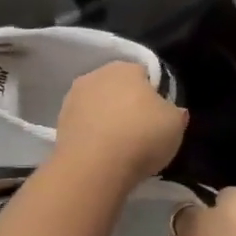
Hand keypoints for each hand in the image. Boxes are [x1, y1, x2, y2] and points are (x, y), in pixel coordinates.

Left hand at [52, 60, 187, 184]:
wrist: (94, 167)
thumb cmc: (142, 137)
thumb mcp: (176, 124)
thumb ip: (175, 112)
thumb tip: (173, 111)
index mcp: (126, 68)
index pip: (144, 74)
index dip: (154, 95)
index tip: (158, 117)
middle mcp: (97, 74)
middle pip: (118, 88)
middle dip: (127, 104)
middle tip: (140, 131)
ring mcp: (73, 97)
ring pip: (98, 105)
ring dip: (106, 118)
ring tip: (119, 145)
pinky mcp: (59, 121)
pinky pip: (84, 124)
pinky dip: (92, 134)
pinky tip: (101, 152)